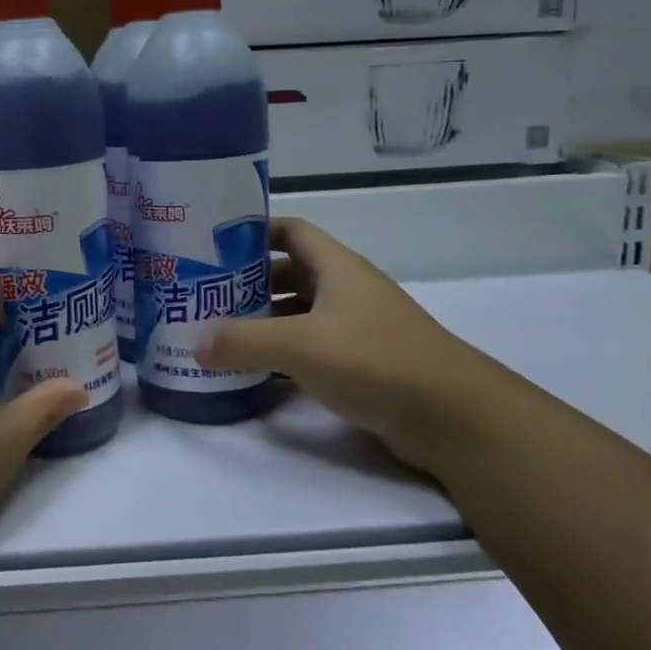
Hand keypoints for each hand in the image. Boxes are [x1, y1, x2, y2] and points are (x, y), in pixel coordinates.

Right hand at [195, 217, 484, 474]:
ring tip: (220, 334)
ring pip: (300, 314)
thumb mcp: (299, 345)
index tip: (214, 243)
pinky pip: (312, 350)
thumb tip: (195, 345)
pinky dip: (283, 356)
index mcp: (337, 268)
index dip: (254, 231)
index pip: (291, 231)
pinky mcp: (364, 365)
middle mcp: (348, 291)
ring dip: (265, 322)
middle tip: (205, 295)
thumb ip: (242, 341)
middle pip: (290, 274)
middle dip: (249, 282)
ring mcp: (358, 329)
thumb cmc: (374, 360)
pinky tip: (255, 372)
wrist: (455, 418)